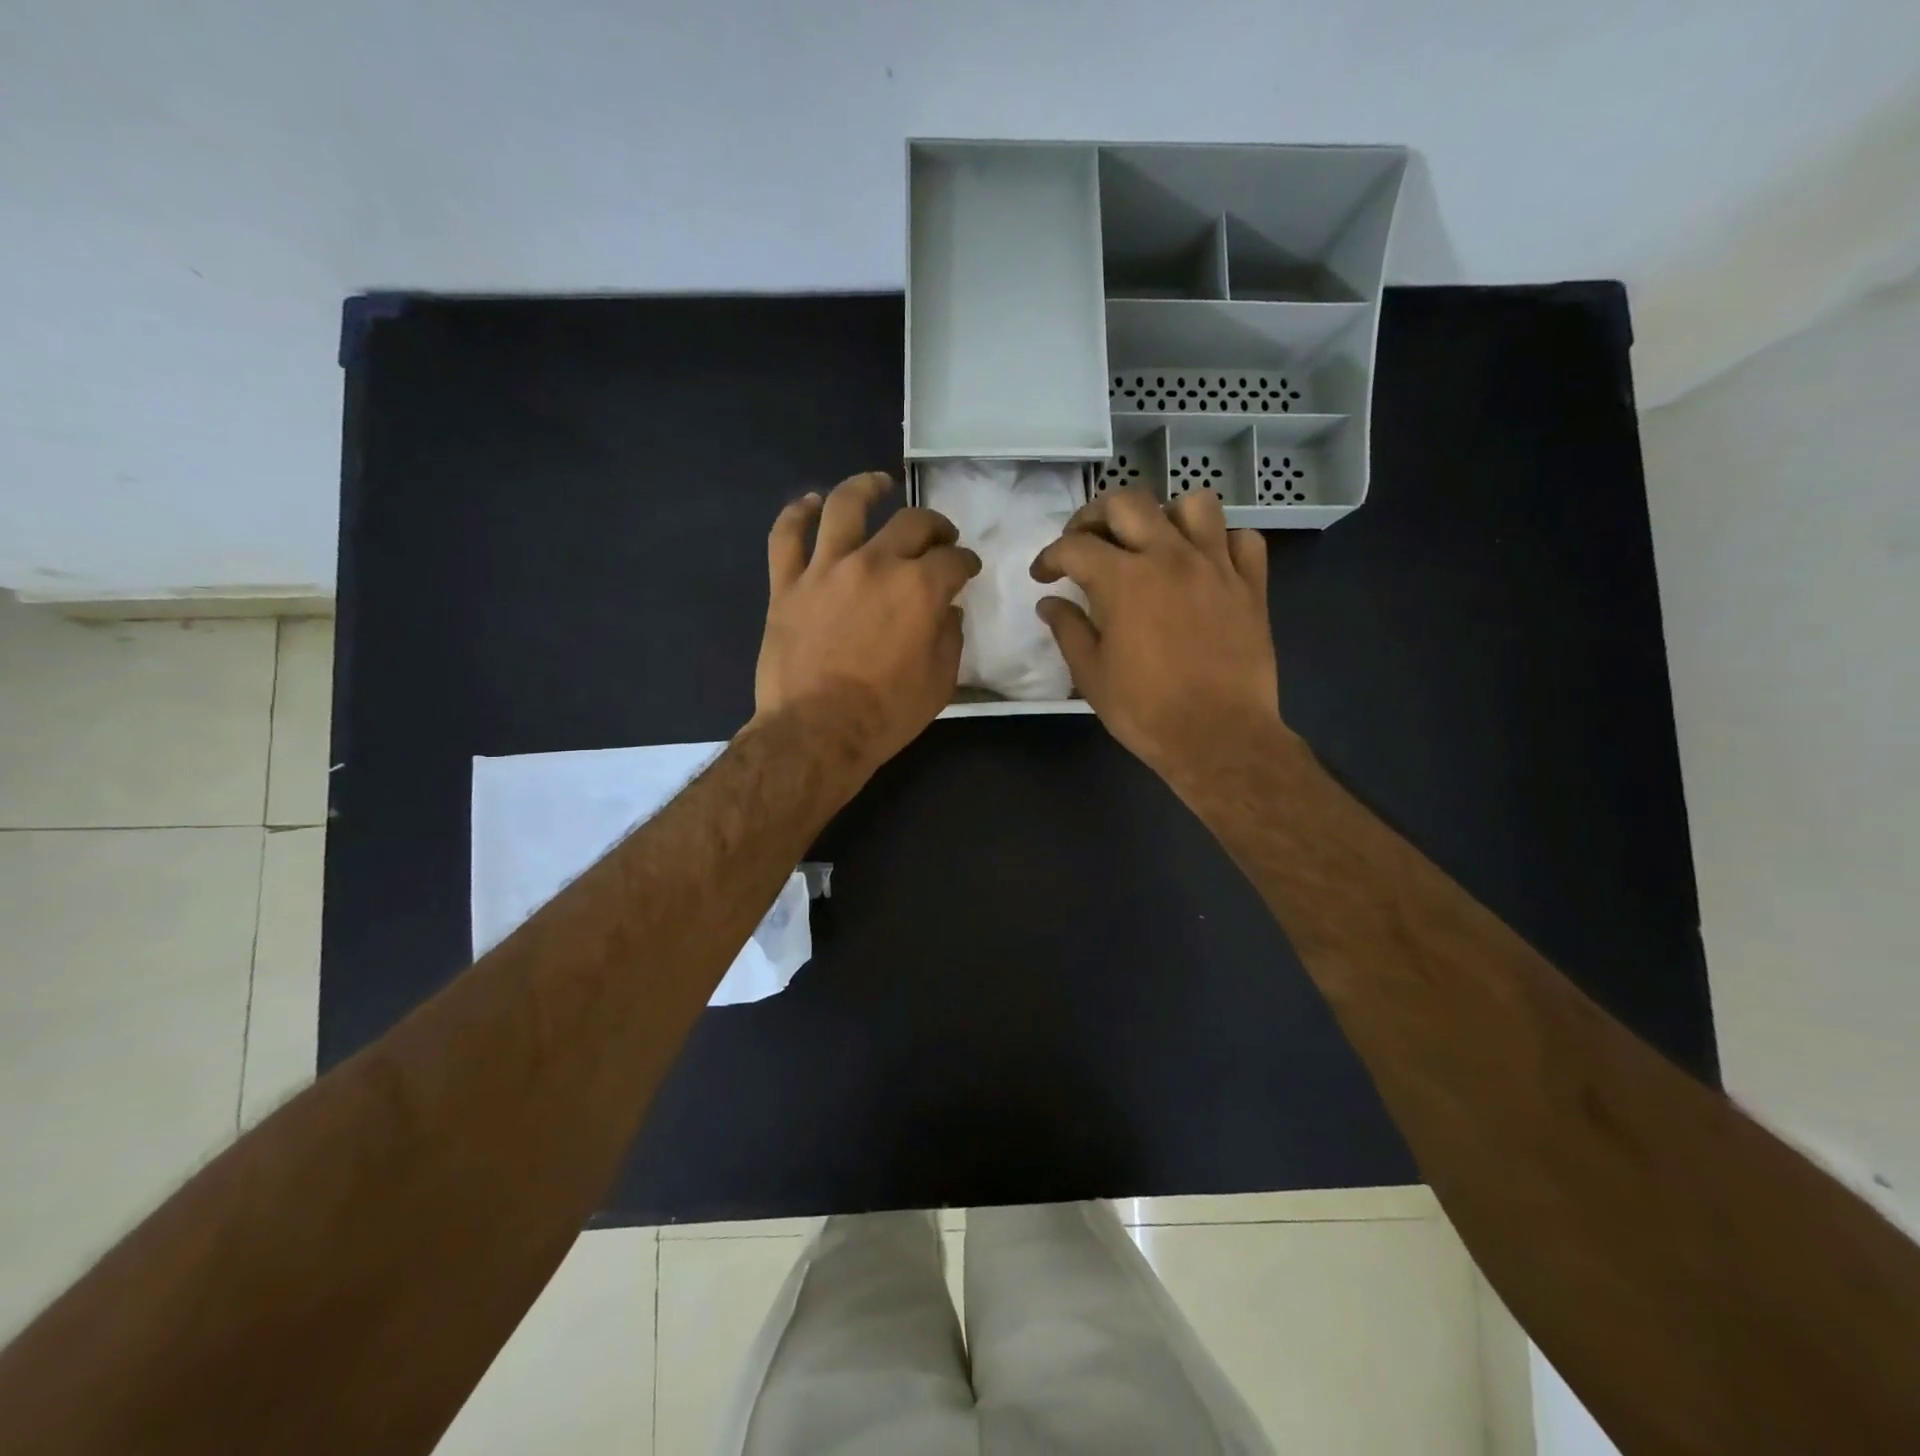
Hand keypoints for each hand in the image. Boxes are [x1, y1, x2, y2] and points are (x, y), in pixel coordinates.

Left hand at [754, 472, 980, 779]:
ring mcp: (826, 569)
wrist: (817, 732)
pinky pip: (787, 535)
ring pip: (846, 507)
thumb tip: (948, 611)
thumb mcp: (940, 683)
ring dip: (866, 488)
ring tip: (879, 483)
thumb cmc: (885, 714)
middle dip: (934, 526)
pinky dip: (798, 513)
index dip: (965, 561)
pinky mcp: (787, 584)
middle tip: (939, 536)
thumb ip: (950, 638)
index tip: (967, 568)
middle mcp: (875, 564)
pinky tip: (811, 503)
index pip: (953, 560)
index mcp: (920, 589)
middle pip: (911, 524)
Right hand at [1030, 487, 1284, 785]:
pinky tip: (1205, 564)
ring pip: (1194, 504)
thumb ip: (1068, 630)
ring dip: (1165, 515)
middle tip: (1086, 543)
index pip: (1074, 546)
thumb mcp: (1091, 675)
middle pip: (1128, 502)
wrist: (1219, 736)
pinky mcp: (1251, 585)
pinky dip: (1221, 542)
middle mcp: (1170, 556)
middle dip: (1095, 517)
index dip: (1050, 557)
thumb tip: (1049, 603)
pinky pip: (1242, 540)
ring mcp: (1216, 566)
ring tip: (1153, 543)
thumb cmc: (1145, 710)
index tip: (1043, 576)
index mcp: (1123, 579)